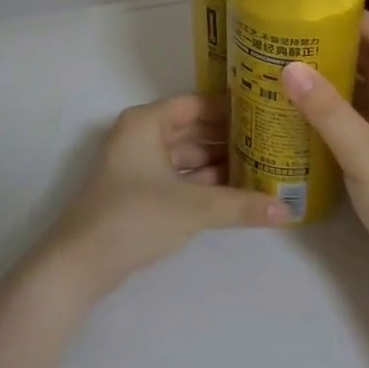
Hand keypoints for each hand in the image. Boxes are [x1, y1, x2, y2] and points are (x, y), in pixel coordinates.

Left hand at [44, 93, 286, 296]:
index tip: (266, 112)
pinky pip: (179, 177)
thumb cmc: (133, 217)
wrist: (79, 263)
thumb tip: (289, 211)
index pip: (197, 103)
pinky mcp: (138, 193)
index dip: (231, 108)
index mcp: (146, 122)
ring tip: (262, 166)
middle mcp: (141, 136)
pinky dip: (203, 182)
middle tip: (272, 142)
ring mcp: (138, 165)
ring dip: (219, 162)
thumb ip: (241, 206)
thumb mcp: (192, 208)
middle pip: (193, 129)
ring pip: (186, 155)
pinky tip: (236, 192)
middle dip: (229, 137)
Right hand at [283, 13, 368, 307]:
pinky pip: (355, 131)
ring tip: (289, 71)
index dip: (360, 20)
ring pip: (362, 101)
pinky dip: (331, 119)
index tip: (321, 4)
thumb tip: (289, 67)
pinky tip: (302, 121)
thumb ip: (328, 112)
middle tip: (293, 37)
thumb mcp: (364, 153)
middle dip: (339, 48)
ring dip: (333, 84)